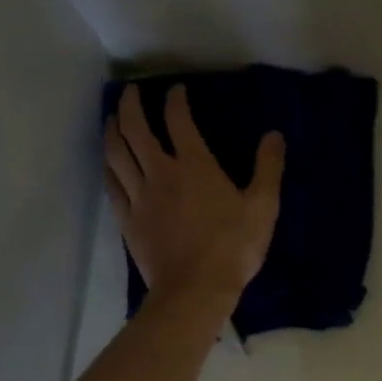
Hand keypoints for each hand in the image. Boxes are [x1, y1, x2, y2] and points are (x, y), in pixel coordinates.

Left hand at [104, 84, 284, 313]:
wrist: (195, 290)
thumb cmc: (233, 248)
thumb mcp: (263, 208)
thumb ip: (268, 168)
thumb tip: (273, 135)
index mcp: (195, 166)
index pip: (179, 120)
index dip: (175, 100)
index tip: (176, 90)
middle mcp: (161, 173)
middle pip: (136, 130)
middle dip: (131, 106)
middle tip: (130, 92)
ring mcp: (140, 198)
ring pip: (116, 154)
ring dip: (112, 130)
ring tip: (111, 119)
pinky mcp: (128, 221)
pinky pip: (112, 186)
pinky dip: (108, 168)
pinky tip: (107, 162)